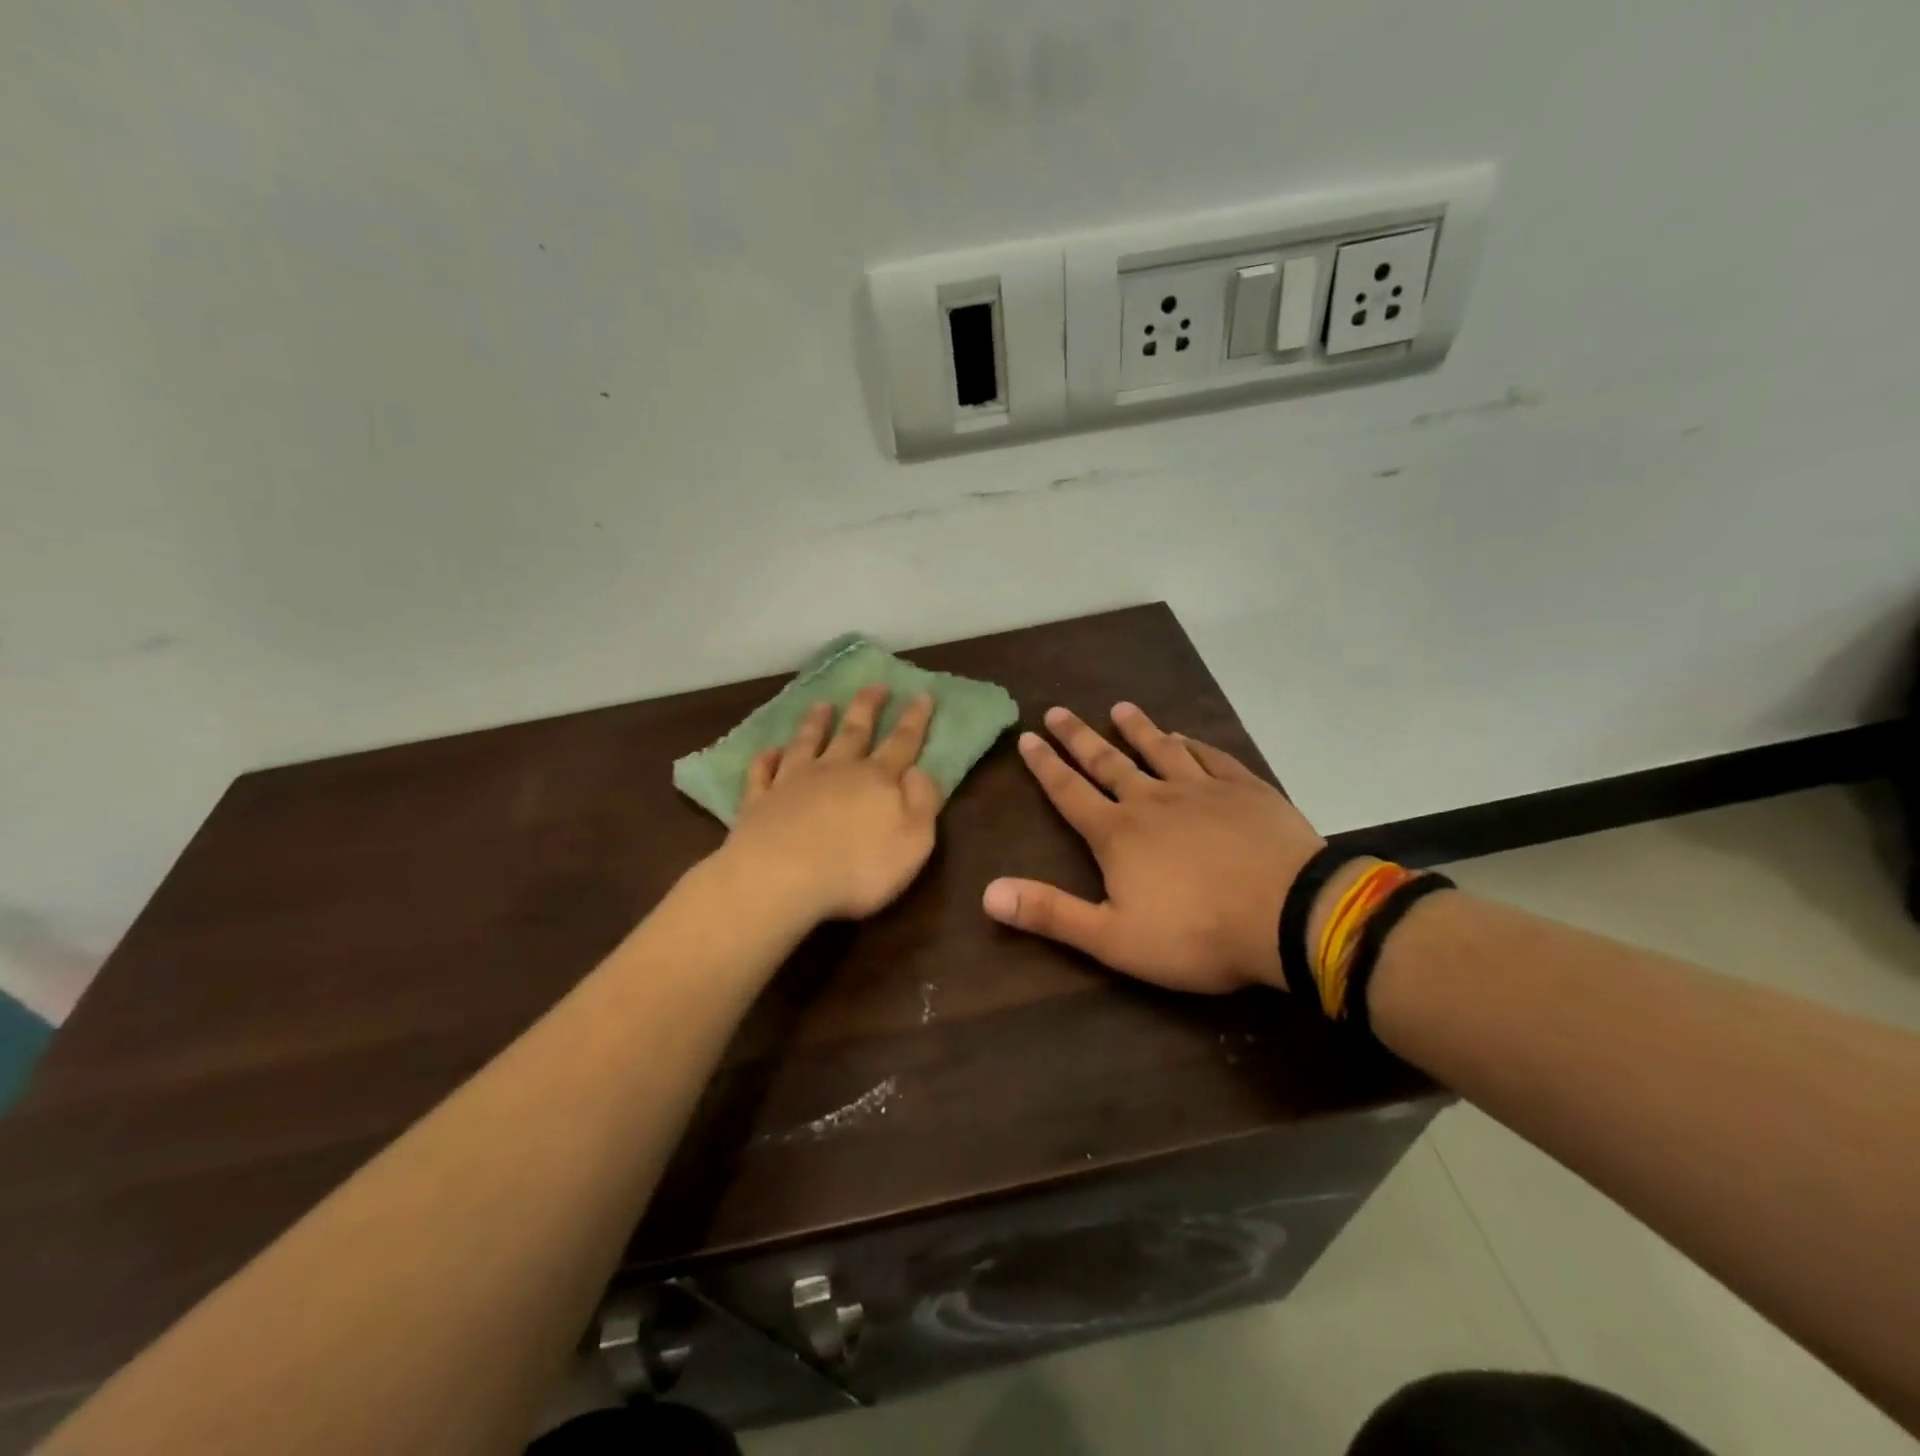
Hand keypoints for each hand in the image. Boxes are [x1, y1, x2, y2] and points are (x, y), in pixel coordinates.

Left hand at [719, 687, 941, 923]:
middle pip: (854, 732)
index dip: (915, 719)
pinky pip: (762, 773)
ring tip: (822, 704)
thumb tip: (920, 771)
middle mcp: (835, 771)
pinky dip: (766, 759)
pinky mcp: (759, 802)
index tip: (922, 693)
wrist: (781, 878)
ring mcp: (793, 783)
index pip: (902, 743)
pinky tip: (768, 751)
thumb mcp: (913, 840)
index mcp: (876, 779)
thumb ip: (922, 802)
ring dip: (816, 723)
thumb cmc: (858, 867)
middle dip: (868, 707)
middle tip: (875, 685)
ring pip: (807, 743)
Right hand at [981, 703, 1322, 992]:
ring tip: (1120, 707)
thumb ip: (1050, 913)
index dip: (1046, 766)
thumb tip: (988, 893)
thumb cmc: (1196, 934)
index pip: (1070, 792)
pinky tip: (1185, 736)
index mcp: (1118, 834)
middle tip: (1058, 710)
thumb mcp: (1112, 938)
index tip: (1028, 738)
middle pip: (1108, 762)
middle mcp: (1152, 800)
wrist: (1288, 916)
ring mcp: (1201, 790)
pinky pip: (1211, 757)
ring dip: (1137, 728)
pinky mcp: (1244, 789)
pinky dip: (1193, 744)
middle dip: (1079, 737)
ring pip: (1160, 749)